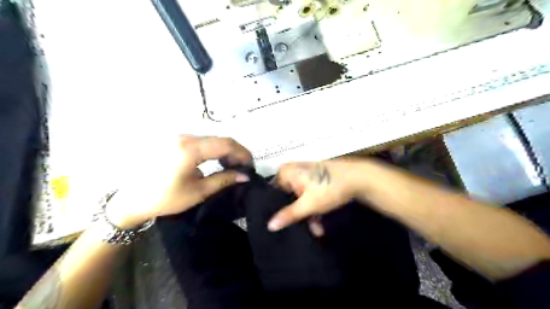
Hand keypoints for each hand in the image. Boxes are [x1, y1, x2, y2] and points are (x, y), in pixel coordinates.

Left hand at [107, 134, 252, 226]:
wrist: (132, 199)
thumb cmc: (165, 198)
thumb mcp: (198, 191)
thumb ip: (224, 180)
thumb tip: (245, 175)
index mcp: (190, 149)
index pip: (226, 144)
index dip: (243, 153)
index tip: (251, 166)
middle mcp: (185, 137)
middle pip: (220, 139)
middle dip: (236, 152)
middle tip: (243, 168)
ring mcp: (180, 137)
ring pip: (212, 139)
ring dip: (226, 150)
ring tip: (232, 166)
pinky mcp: (176, 141)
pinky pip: (202, 141)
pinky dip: (214, 150)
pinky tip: (217, 161)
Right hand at [269, 159, 366, 231]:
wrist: (359, 177)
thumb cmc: (329, 188)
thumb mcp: (308, 204)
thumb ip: (289, 215)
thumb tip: (270, 226)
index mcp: (286, 172)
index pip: (274, 193)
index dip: (277, 209)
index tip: (281, 224)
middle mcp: (294, 170)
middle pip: (288, 196)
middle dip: (297, 214)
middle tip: (301, 229)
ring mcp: (306, 173)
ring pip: (300, 197)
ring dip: (308, 213)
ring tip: (316, 230)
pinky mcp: (316, 178)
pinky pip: (309, 193)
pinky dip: (314, 206)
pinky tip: (320, 221)